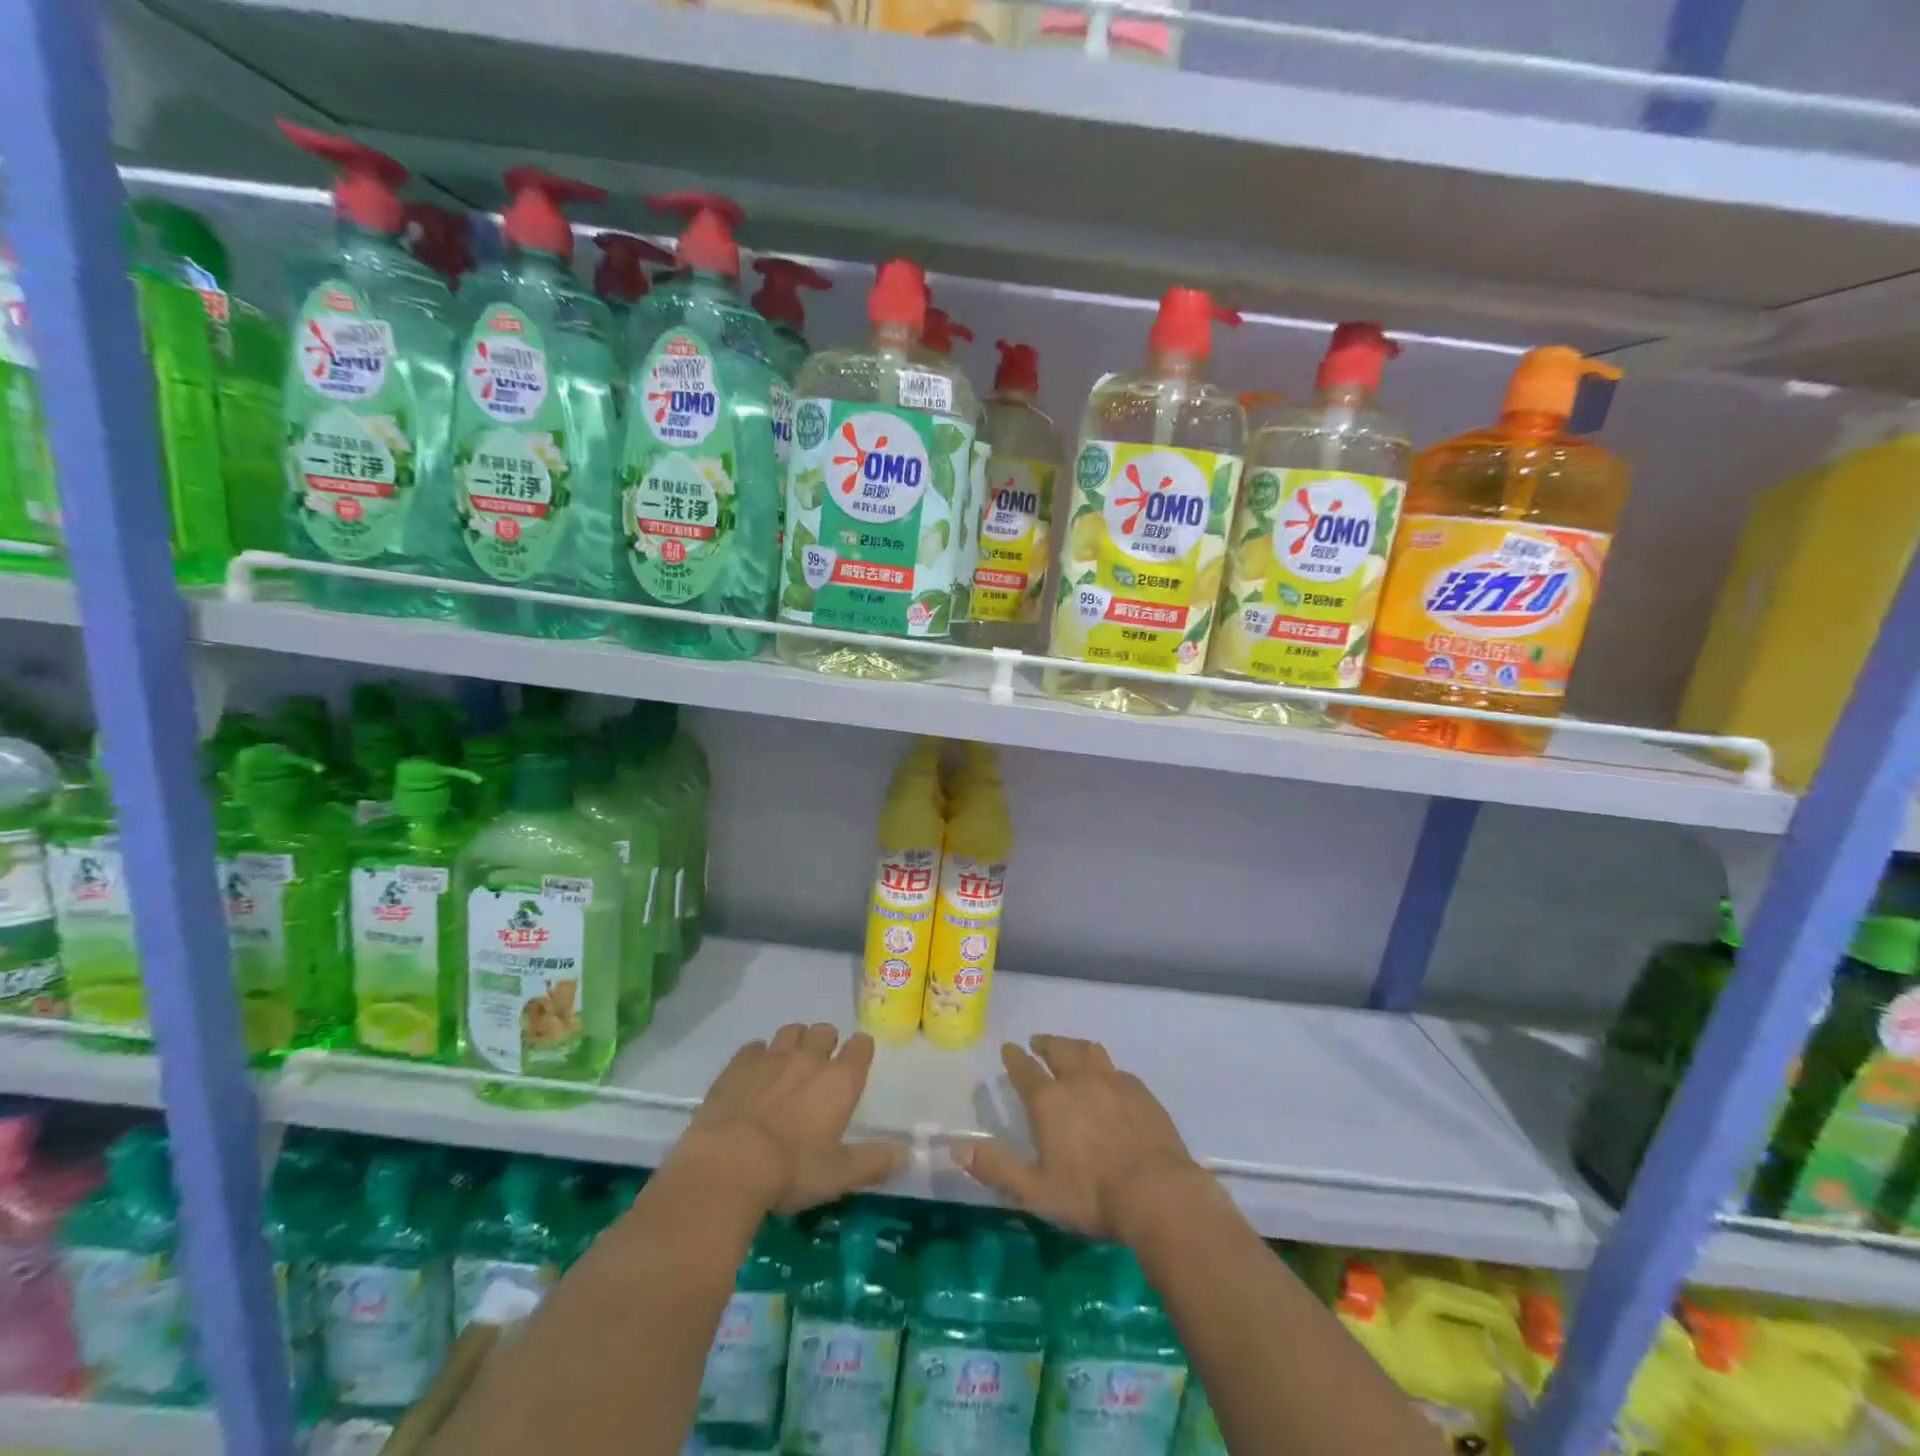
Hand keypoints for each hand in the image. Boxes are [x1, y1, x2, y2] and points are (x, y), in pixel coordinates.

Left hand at [678, 1022, 906, 1215]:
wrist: (728, 1164)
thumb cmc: (791, 1171)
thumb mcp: (838, 1176)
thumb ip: (874, 1162)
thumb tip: (907, 1154)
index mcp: (840, 1081)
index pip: (861, 1046)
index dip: (861, 1051)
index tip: (856, 1064)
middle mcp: (810, 1058)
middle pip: (825, 1031)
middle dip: (826, 1043)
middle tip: (820, 1070)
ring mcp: (772, 1056)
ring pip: (791, 1031)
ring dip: (795, 1043)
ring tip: (788, 1066)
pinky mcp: (739, 1063)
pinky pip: (755, 1046)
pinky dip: (759, 1055)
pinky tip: (754, 1075)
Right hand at [953, 1034, 1207, 1243]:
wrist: (1158, 1193)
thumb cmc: (1091, 1194)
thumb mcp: (1036, 1190)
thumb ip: (997, 1168)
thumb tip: (957, 1149)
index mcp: (1049, 1100)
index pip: (1024, 1069)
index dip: (1014, 1057)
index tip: (1008, 1048)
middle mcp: (1079, 1080)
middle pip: (1059, 1049)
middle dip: (1045, 1043)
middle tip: (1038, 1042)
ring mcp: (1113, 1081)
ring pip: (1089, 1050)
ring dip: (1074, 1046)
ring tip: (1069, 1049)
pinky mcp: (1141, 1091)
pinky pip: (1117, 1069)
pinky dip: (1104, 1068)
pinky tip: (1108, 1079)